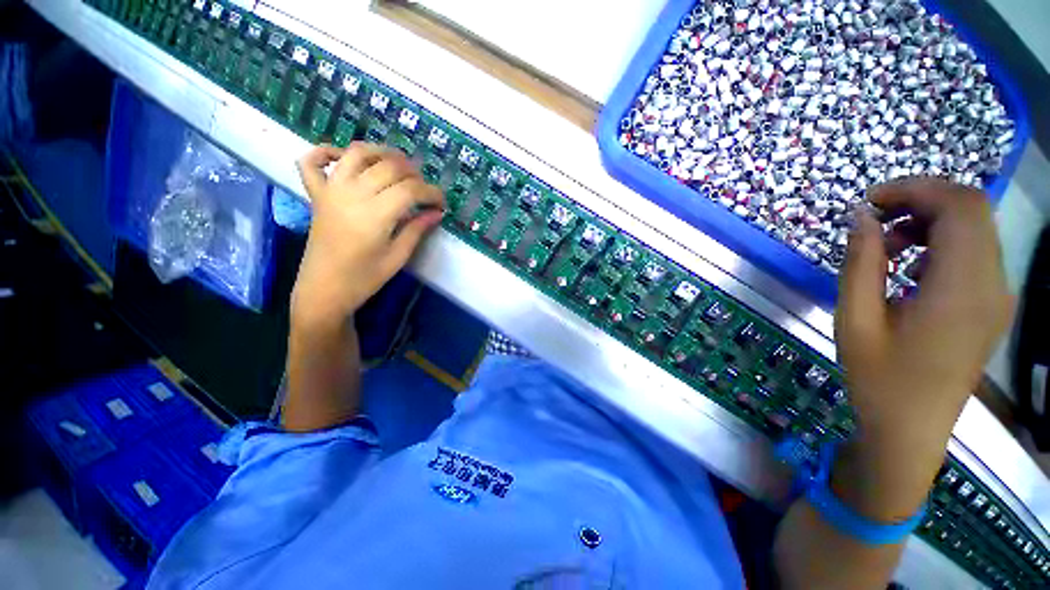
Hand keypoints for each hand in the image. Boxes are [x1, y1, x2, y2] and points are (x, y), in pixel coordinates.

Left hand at [291, 143, 444, 329]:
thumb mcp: (398, 257)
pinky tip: (343, 157)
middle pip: (389, 166)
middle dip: (414, 173)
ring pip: (357, 153)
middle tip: (424, 190)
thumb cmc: (365, 278)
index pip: (411, 190)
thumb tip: (437, 213)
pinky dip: (325, 151)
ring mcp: (331, 190)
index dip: (431, 192)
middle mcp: (353, 194)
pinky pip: (312, 161)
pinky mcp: (317, 194)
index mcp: (376, 214)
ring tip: (397, 164)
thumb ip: (417, 230)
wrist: (324, 289)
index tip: (441, 203)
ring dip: (381, 152)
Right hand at [833, 178, 1011, 519]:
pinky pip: (975, 252)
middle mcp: (992, 285)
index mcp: (961, 290)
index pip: (959, 207)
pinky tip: (911, 266)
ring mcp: (997, 296)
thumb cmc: (878, 378)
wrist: (911, 428)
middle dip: (922, 199)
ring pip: (976, 228)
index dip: (916, 189)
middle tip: (874, 217)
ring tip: (889, 243)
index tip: (869, 200)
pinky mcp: (992, 305)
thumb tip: (861, 218)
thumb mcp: (854, 319)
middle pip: (972, 210)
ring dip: (931, 220)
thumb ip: (861, 264)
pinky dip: (942, 242)